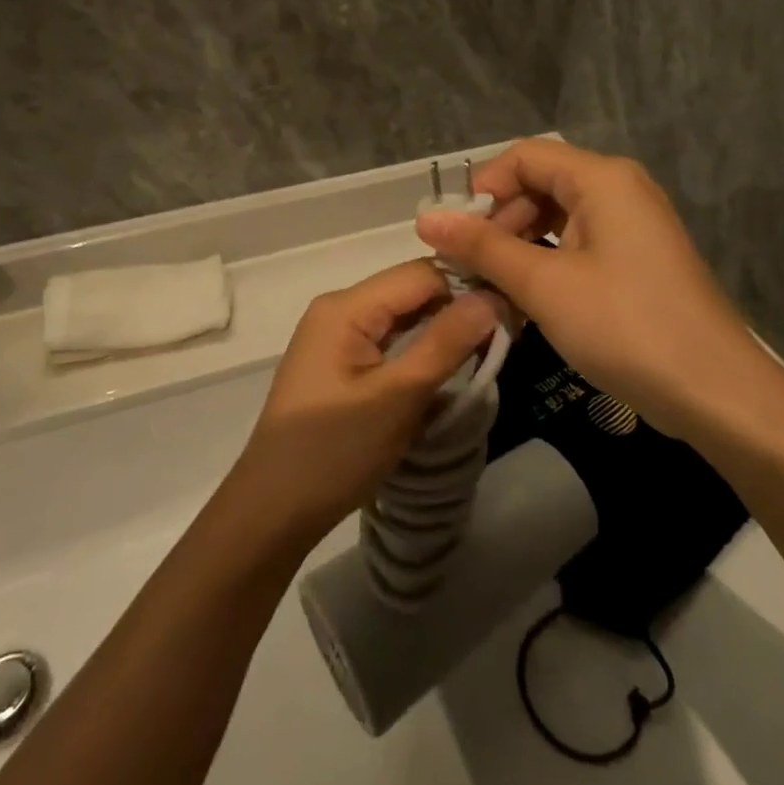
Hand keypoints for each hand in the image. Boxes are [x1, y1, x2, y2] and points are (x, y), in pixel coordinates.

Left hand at [227, 260, 498, 547]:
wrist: (272, 511)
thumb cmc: (334, 451)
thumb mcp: (397, 397)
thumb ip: (445, 343)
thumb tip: (492, 296)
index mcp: (346, 306)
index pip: (420, 273)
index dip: (467, 286)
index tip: (511, 310)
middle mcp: (339, 309)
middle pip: (410, 292)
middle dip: (456, 309)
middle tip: (505, 334)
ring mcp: (336, 337)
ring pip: (402, 318)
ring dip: (440, 332)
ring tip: (486, 350)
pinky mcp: (339, 364)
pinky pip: (388, 342)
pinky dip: (419, 352)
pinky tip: (447, 369)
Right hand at [415, 138, 772, 433]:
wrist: (717, 393)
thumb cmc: (625, 326)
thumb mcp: (544, 284)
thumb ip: (483, 247)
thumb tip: (424, 218)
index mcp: (602, 178)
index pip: (524, 157)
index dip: (484, 189)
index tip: (458, 236)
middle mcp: (620, 189)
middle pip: (541, 184)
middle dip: (500, 221)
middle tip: (473, 269)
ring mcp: (633, 226)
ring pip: (558, 217)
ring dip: (520, 246)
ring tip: (494, 289)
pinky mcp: (637, 260)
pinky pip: (579, 244)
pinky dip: (547, 263)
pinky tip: (528, 300)